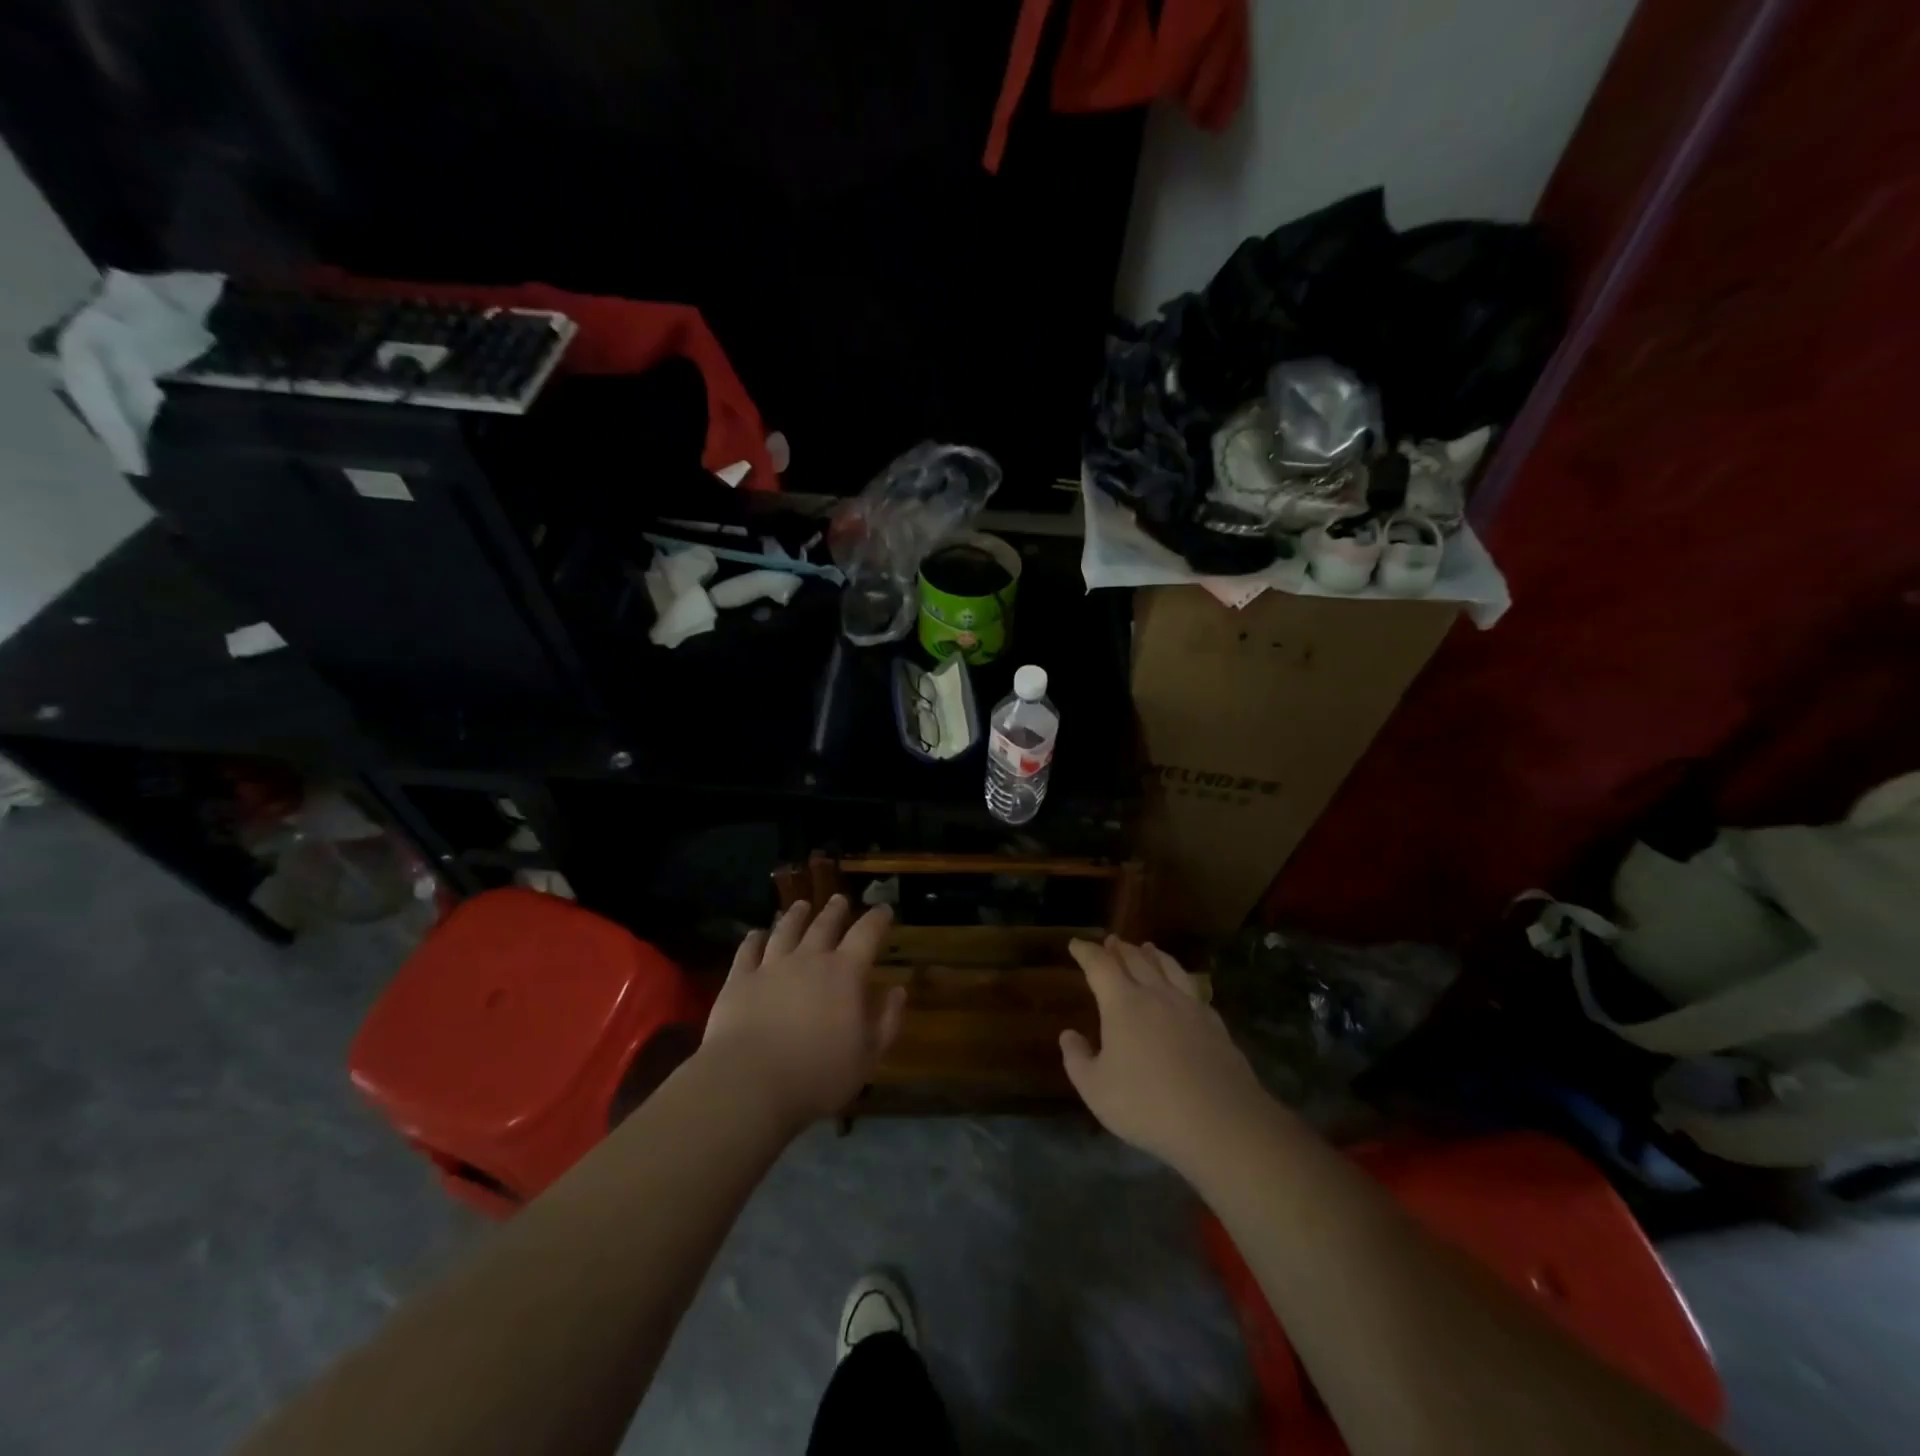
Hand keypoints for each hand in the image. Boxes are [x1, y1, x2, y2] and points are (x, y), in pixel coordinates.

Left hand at [700, 896, 905, 1129]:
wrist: (749, 1083)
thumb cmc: (817, 1075)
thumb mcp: (867, 1056)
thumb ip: (886, 1020)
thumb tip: (897, 990)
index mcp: (845, 973)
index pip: (866, 934)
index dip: (877, 919)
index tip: (884, 910)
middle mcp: (809, 959)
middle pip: (824, 925)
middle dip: (835, 911)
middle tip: (840, 900)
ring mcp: (771, 966)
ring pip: (786, 930)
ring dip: (795, 916)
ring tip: (800, 906)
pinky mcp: (739, 980)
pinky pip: (748, 950)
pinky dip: (754, 939)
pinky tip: (756, 934)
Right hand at [1060, 937, 1270, 1177]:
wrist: (1220, 1121)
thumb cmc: (1148, 1104)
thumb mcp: (1096, 1089)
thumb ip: (1077, 1059)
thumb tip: (1068, 1035)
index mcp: (1123, 1003)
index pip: (1100, 966)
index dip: (1086, 952)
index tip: (1076, 944)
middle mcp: (1156, 994)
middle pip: (1136, 959)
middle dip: (1120, 948)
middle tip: (1111, 941)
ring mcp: (1190, 1006)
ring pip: (1168, 967)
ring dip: (1153, 954)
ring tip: (1147, 948)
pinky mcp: (1215, 1024)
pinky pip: (1193, 988)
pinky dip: (1180, 977)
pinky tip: (1183, 986)